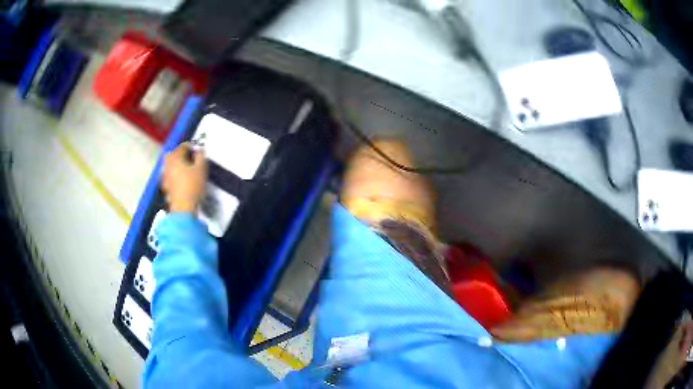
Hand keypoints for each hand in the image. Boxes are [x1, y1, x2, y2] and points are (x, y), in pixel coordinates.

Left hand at [162, 143, 206, 212]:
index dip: (192, 147)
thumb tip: (200, 150)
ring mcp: (164, 175)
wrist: (183, 207)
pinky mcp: (165, 185)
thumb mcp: (201, 169)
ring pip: (172, 165)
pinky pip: (171, 175)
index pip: (183, 146)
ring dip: (179, 164)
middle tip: (193, 158)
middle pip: (174, 154)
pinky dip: (176, 175)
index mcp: (174, 157)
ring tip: (189, 169)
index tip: (199, 151)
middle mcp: (167, 164)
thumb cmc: (192, 187)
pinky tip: (183, 180)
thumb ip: (201, 156)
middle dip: (183, 155)